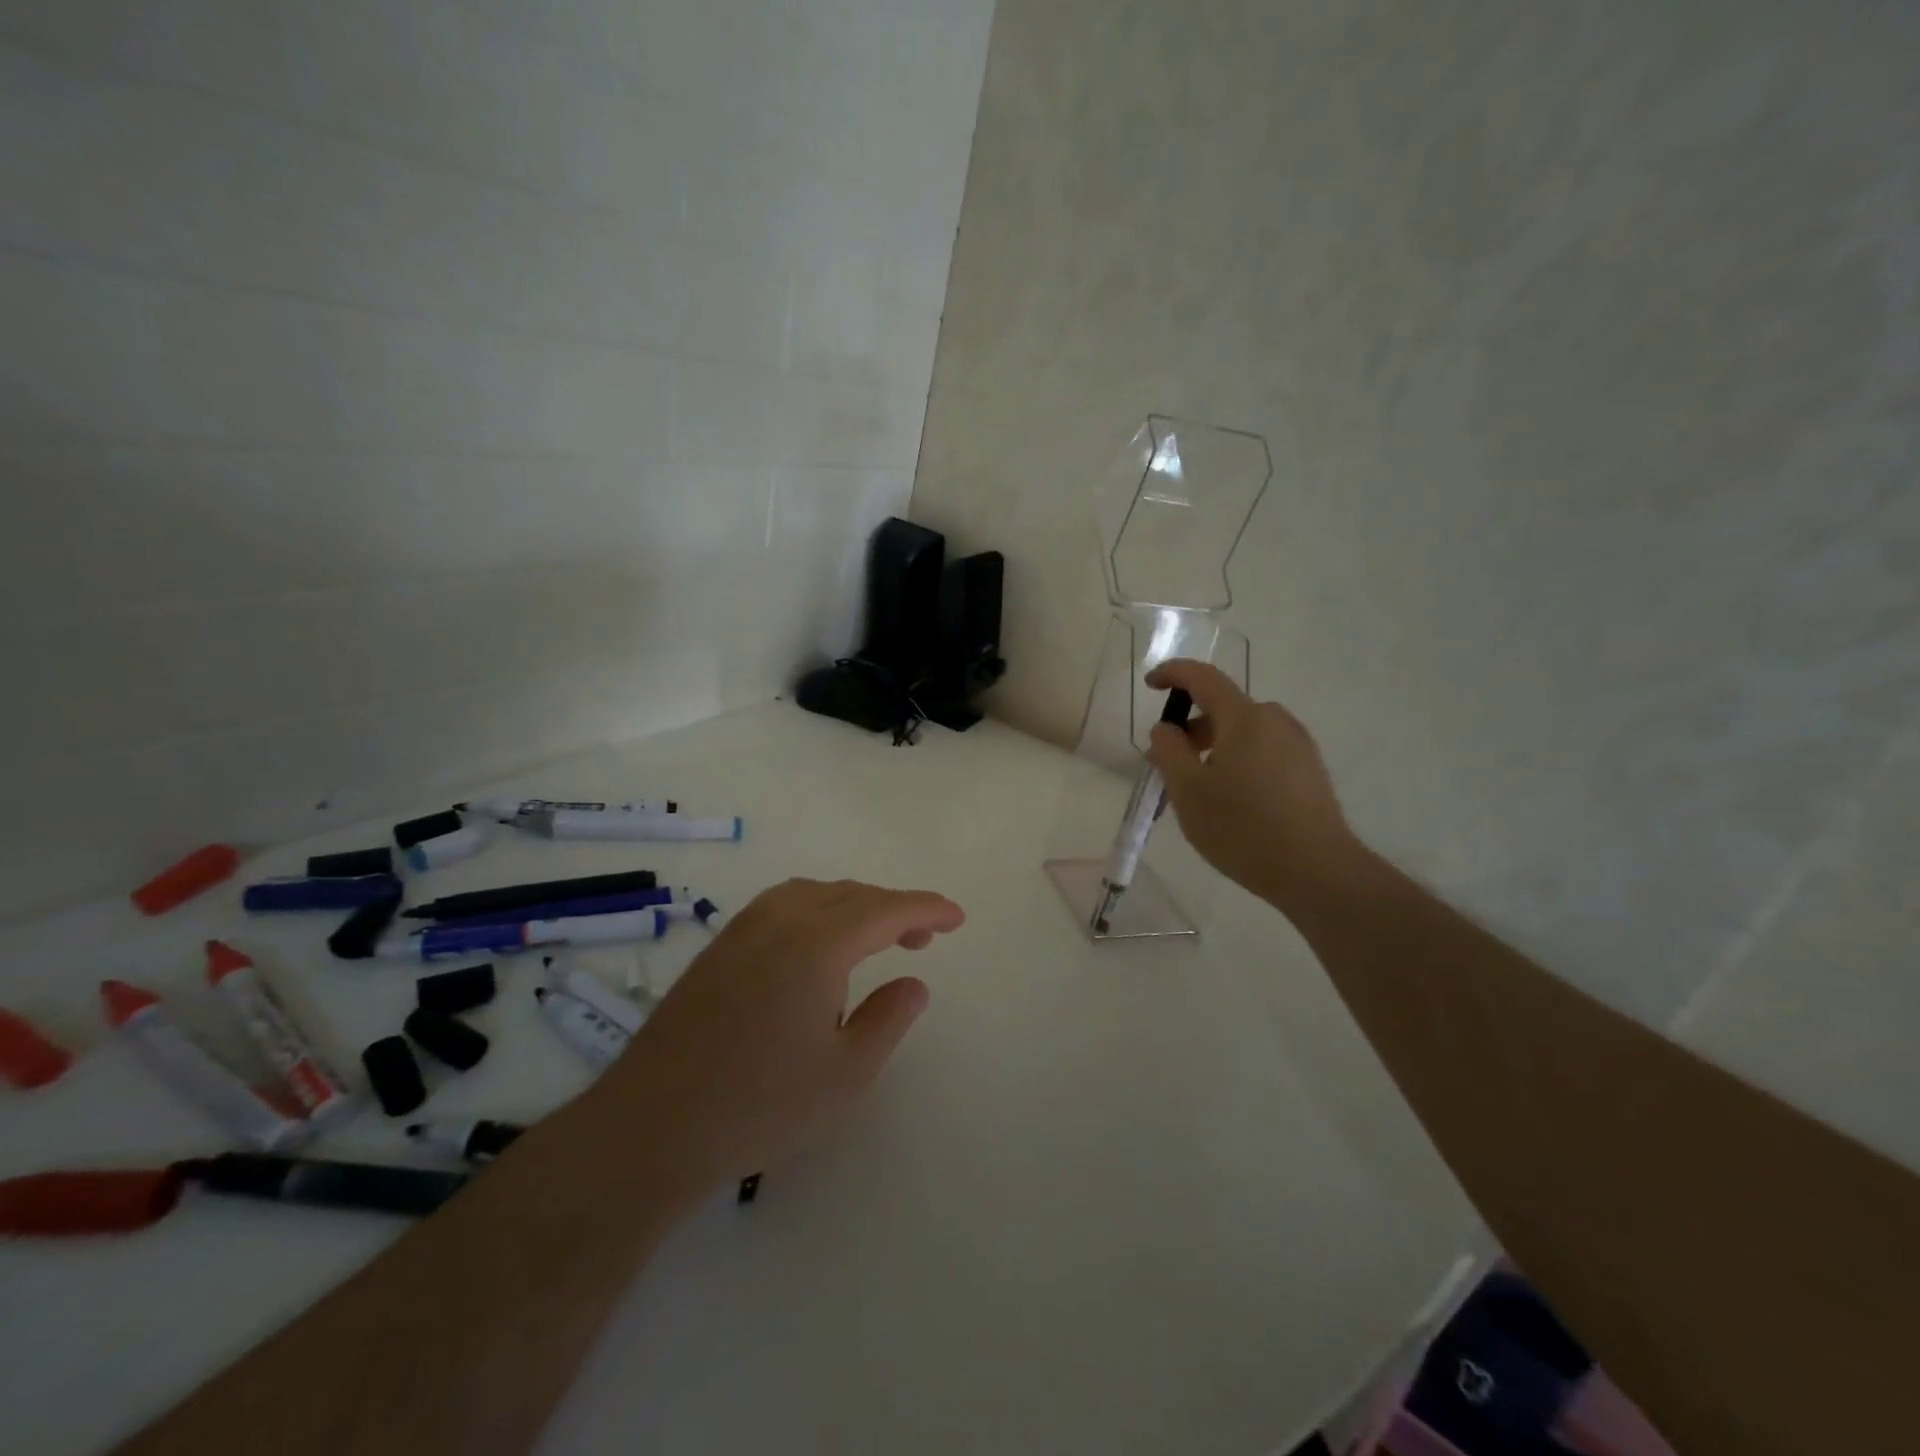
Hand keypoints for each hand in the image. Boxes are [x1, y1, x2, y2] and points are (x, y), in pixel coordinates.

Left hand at [596, 879, 964, 1205]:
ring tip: (875, 941)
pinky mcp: (720, 946)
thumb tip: (914, 981)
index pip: (886, 909)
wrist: (651, 1126)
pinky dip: (818, 912)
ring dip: (854, 907)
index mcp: (817, 943)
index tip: (957, 918)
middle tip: (923, 940)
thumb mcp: (845, 1074)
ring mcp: (743, 929)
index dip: (926, 909)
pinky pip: (784, 906)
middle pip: (851, 895)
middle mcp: (780, 919)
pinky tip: (818, 950)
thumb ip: (889, 1019)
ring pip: (815, 894)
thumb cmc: (759, 1105)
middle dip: (894, 910)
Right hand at [1144, 659, 1361, 911]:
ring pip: (1244, 733)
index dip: (1173, 673)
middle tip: (1168, 763)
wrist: (1317, 871)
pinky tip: (1232, 801)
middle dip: (1191, 727)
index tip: (1151, 684)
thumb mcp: (1188, 791)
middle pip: (1224, 709)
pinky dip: (1238, 761)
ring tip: (1199, 789)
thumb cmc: (1243, 828)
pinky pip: (1263, 751)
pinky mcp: (1310, 770)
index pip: (1203, 678)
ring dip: (1215, 748)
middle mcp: (1275, 721)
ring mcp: (1298, 745)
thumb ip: (1169, 751)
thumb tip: (1166, 729)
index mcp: (1244, 718)